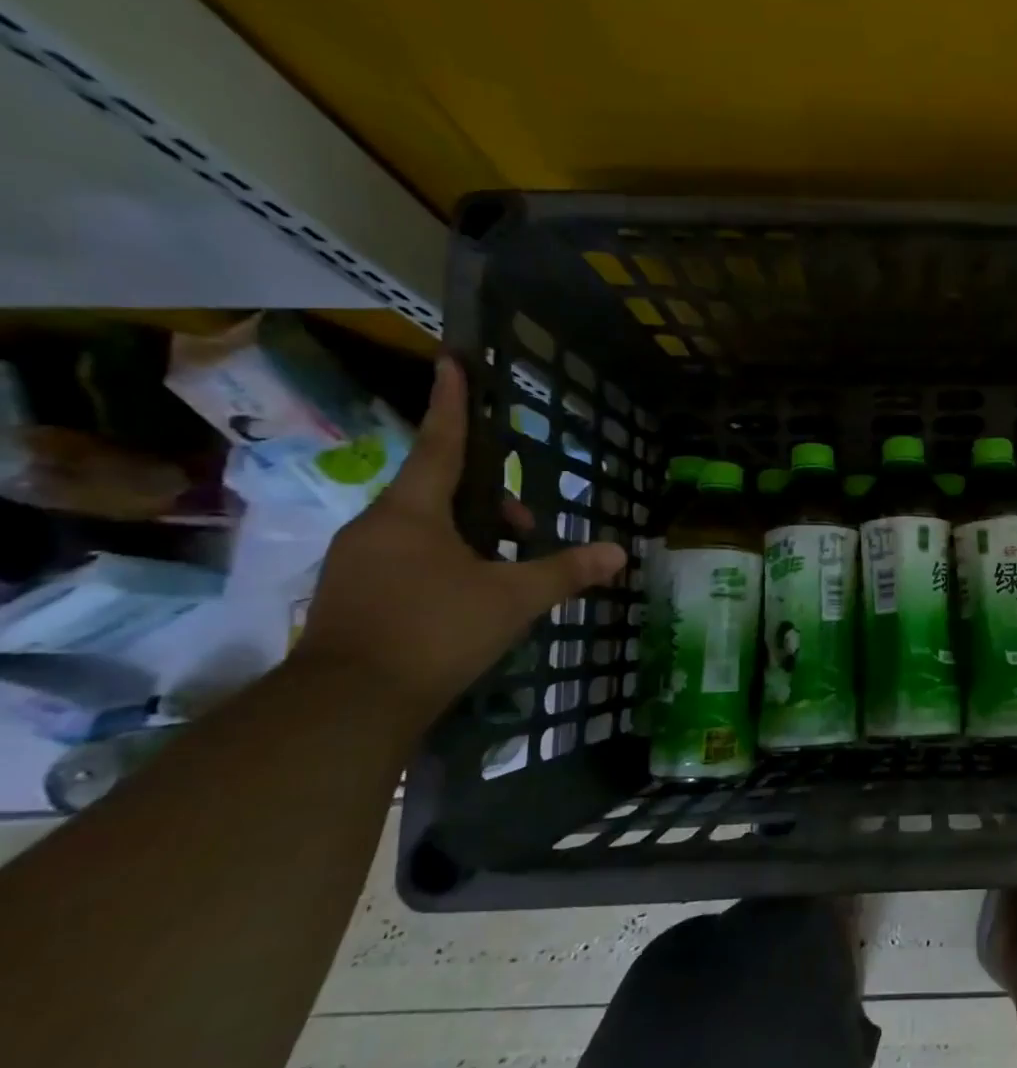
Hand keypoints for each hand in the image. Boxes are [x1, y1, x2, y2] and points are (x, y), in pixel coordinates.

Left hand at [292, 358, 626, 726]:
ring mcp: (357, 562)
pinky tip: (469, 596)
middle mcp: (377, 526)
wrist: (346, 706)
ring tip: (506, 567)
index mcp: (412, 512)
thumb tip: (618, 552)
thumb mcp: (513, 599)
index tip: (451, 361)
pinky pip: (406, 558)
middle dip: (486, 498)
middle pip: (437, 490)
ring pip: (422, 528)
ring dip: (469, 534)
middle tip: (528, 525)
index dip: (451, 403)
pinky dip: (444, 561)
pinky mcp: (352, 595)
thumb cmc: (436, 631)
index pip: (440, 444)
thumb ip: (565, 571)